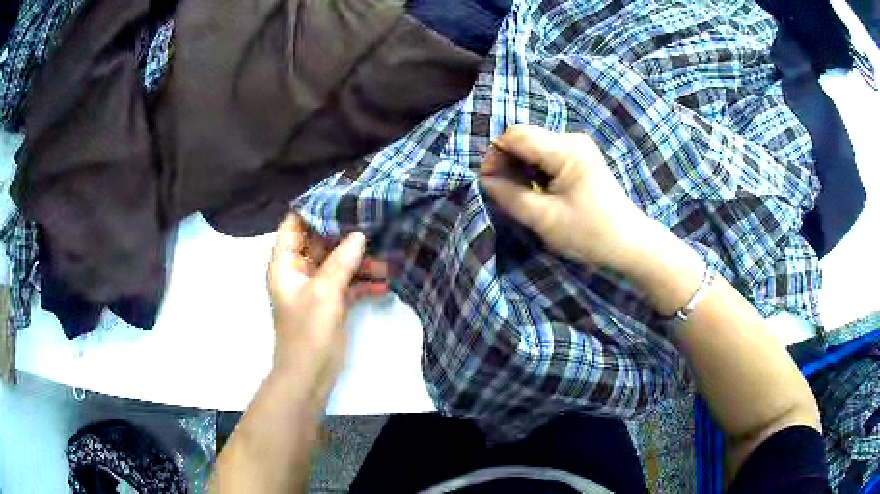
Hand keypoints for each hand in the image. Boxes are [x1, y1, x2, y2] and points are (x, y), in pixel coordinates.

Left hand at [267, 214, 388, 404]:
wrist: (310, 375)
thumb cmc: (308, 331)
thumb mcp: (324, 292)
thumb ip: (341, 261)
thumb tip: (359, 235)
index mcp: (286, 263)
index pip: (295, 225)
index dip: (314, 209)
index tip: (341, 196)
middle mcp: (300, 270)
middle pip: (322, 241)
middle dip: (347, 235)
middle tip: (374, 221)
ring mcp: (317, 286)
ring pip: (339, 263)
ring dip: (361, 262)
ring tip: (388, 260)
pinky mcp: (332, 301)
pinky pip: (349, 283)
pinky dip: (364, 282)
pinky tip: (385, 284)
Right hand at [479, 124, 652, 271]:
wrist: (630, 244)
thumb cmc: (591, 234)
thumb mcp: (545, 219)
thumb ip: (509, 196)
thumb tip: (484, 180)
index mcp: (567, 149)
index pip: (516, 135)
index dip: (494, 155)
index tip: (486, 182)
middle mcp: (572, 139)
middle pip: (524, 138)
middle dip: (506, 162)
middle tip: (500, 191)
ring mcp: (578, 147)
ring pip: (533, 147)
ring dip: (519, 168)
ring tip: (516, 194)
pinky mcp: (580, 158)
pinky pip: (546, 156)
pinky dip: (533, 171)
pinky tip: (534, 191)